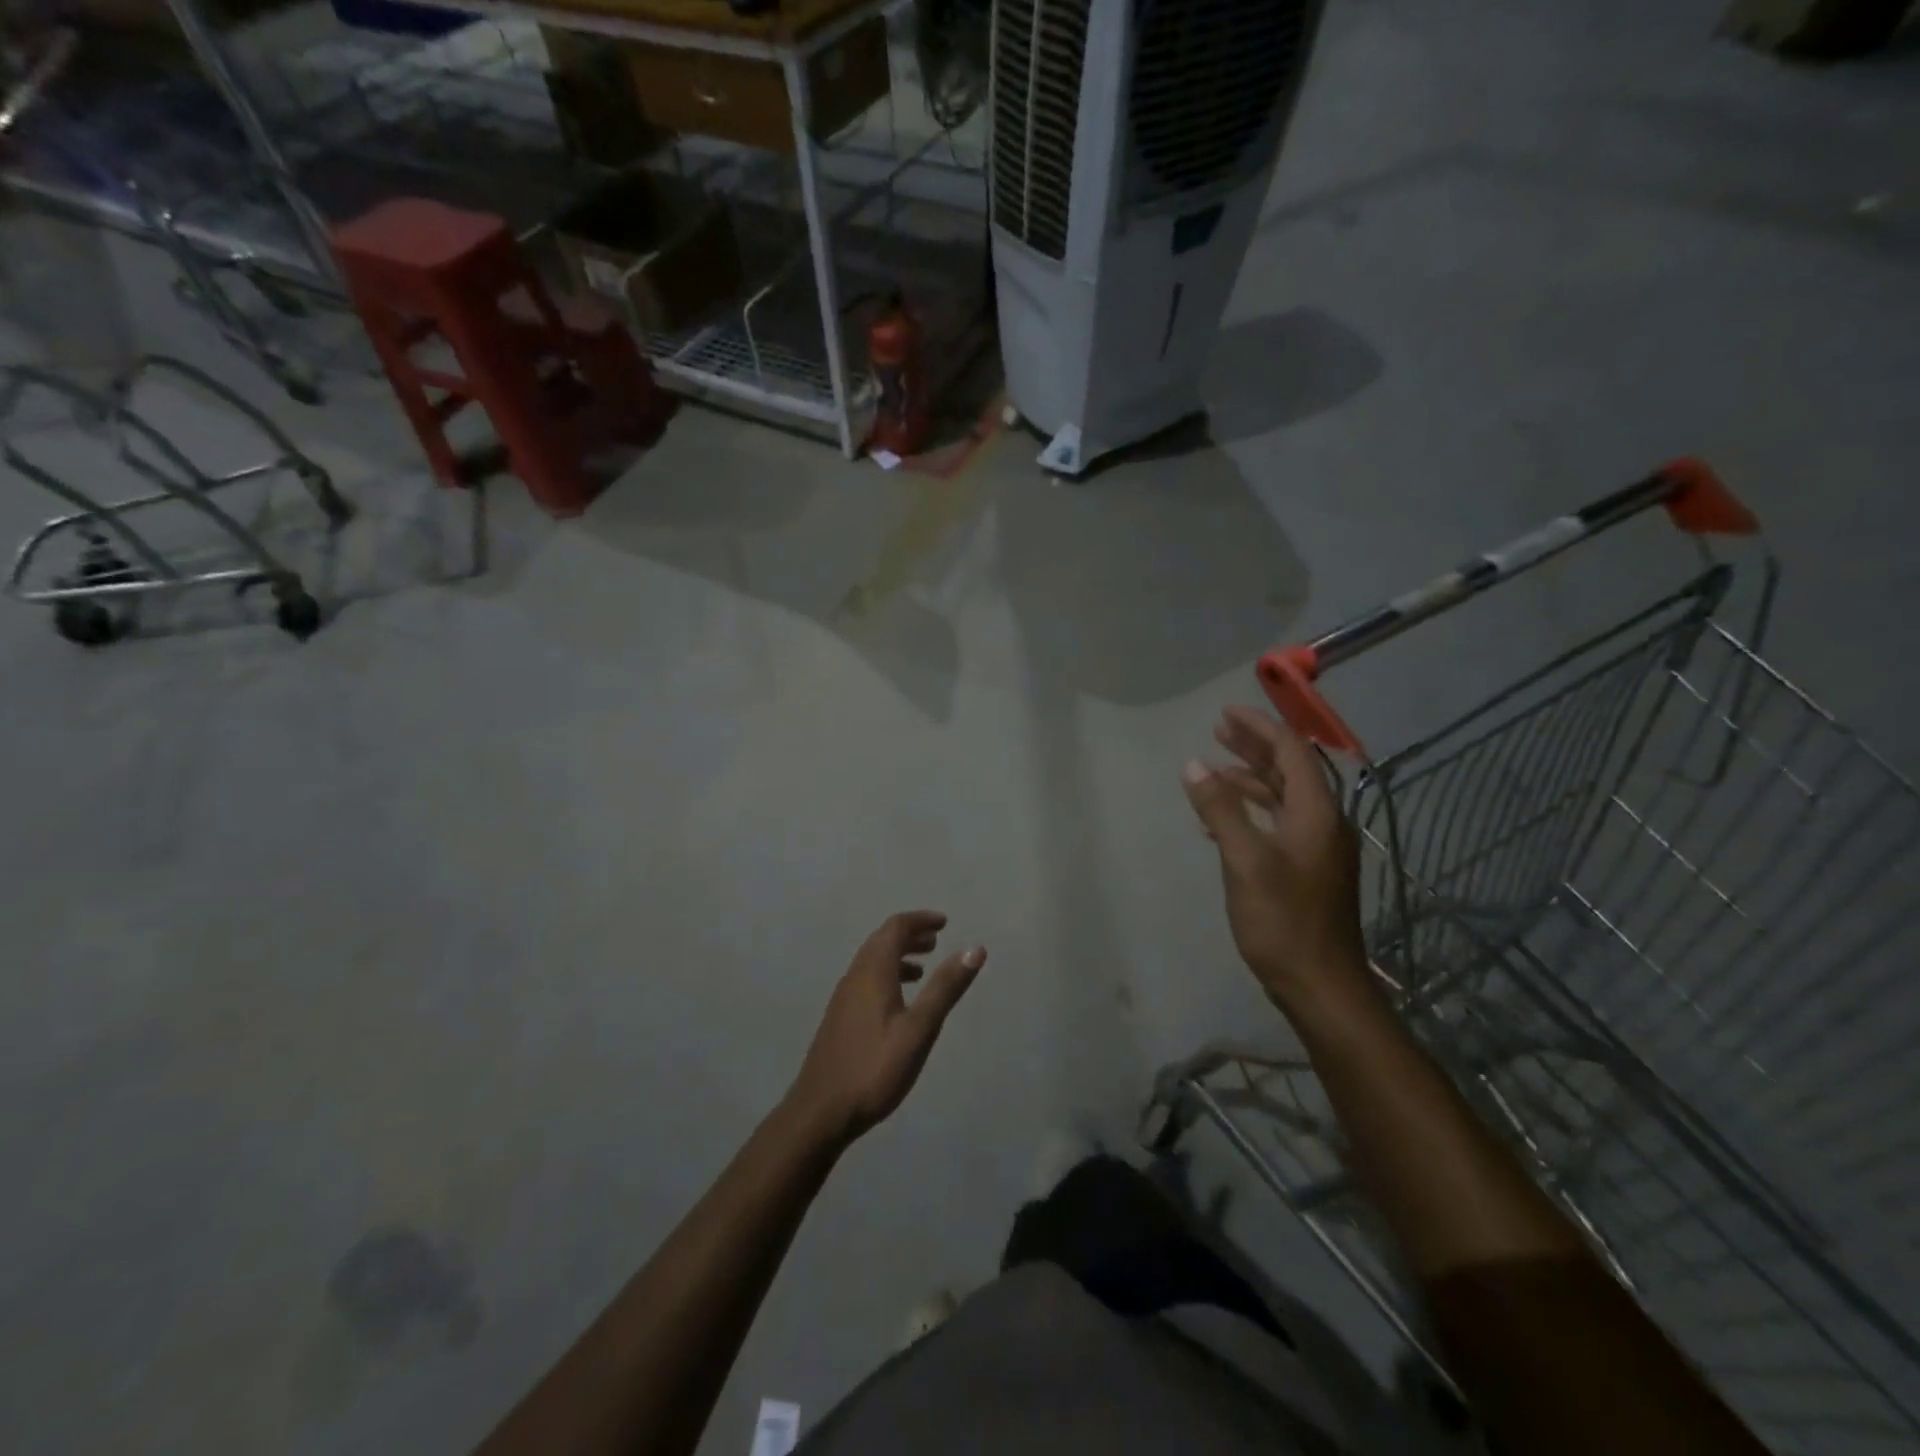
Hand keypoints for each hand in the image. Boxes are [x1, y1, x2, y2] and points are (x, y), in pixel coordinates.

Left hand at [787, 911, 985, 1147]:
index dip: (919, 920)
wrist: (820, 1112)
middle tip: (936, 941)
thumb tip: (975, 949)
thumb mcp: (919, 1029)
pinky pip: (866, 980)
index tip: (944, 923)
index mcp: (873, 972)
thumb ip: (945, 988)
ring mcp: (843, 998)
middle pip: (881, 941)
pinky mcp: (839, 1018)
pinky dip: (886, 975)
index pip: (895, 928)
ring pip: (872, 962)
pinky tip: (898, 1003)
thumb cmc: (875, 1068)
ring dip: (897, 956)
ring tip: (922, 969)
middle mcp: (855, 976)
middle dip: (909, 935)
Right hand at [1182, 706, 1370, 1009]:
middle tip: (1218, 730)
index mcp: (1315, 813)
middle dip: (1254, 747)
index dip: (1259, 728)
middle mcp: (1322, 823)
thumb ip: (1220, 809)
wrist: (1322, 985)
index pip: (1291, 752)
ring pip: (1283, 798)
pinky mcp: (1306, 871)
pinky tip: (1220, 822)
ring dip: (1250, 779)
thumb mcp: (1245, 861)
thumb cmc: (1283, 920)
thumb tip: (1193, 765)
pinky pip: (1278, 824)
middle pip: (1289, 771)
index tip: (1226, 712)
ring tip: (1213, 771)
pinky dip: (1250, 812)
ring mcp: (1316, 849)